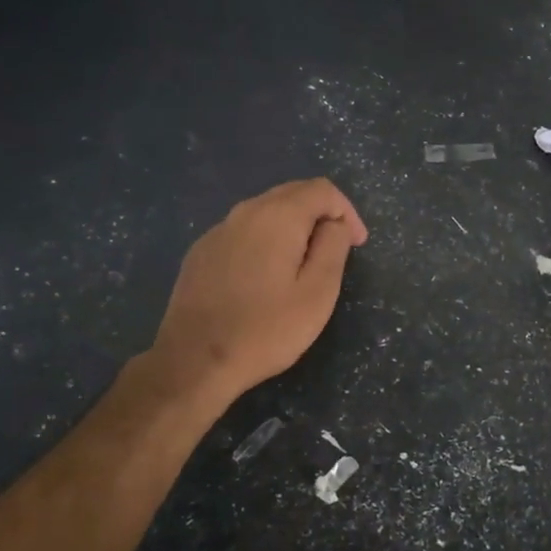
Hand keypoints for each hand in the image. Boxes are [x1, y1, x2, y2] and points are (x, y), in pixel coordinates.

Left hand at [148, 178, 367, 405]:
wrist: (194, 361)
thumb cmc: (266, 330)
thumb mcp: (318, 293)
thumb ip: (333, 248)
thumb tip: (335, 224)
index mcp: (278, 216)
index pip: (322, 190)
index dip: (347, 212)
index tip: (357, 245)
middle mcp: (245, 212)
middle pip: (292, 194)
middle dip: (322, 215)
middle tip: (337, 250)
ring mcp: (218, 231)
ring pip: (266, 212)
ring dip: (293, 228)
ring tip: (303, 264)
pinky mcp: (201, 252)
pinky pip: (243, 232)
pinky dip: (265, 241)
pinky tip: (265, 277)